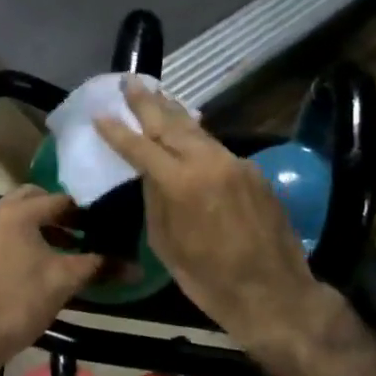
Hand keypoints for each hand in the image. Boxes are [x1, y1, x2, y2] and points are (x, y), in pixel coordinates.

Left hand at [0, 186, 102, 375]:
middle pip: (34, 200)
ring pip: (15, 215)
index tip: (102, 226)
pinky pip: (1, 230)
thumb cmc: (20, 301)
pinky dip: (21, 236)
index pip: (59, 200)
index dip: (83, 213)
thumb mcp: (64, 281)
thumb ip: (100, 266)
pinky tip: (37, 261)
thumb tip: (138, 268)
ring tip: (65, 249)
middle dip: (59, 213)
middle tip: (82, 232)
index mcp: (17, 212)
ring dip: (40, 225)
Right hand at [94, 80, 325, 352]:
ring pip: (198, 131)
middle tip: (131, 82)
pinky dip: (198, 137)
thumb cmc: (210, 280)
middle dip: (148, 103)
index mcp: (180, 183)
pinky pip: (218, 148)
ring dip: (174, 114)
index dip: (118, 131)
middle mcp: (208, 162)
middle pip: (171, 125)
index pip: (141, 148)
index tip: (101, 115)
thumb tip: (151, 176)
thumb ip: (155, 202)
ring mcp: (235, 163)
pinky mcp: (253, 172)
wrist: (274, 293)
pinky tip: (190, 132)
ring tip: (157, 96)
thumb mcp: (167, 245)